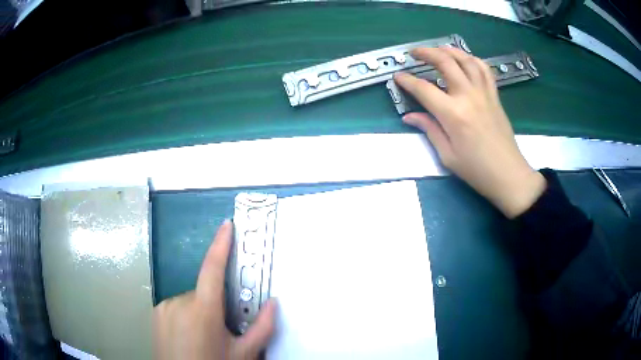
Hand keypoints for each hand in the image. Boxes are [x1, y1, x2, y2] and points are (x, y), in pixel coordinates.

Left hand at [154, 220, 276, 359]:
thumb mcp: (243, 354)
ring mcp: (164, 307)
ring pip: (191, 301)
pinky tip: (188, 336)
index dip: (221, 244)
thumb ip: (262, 329)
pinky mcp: (156, 314)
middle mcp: (179, 302)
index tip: (227, 225)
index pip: (212, 269)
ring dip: (201, 312)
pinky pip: (177, 307)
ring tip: (204, 338)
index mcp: (203, 310)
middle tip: (223, 330)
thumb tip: (273, 303)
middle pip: (204, 292)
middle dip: (216, 305)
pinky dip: (186, 316)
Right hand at [394, 47, 545, 217]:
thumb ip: (429, 130)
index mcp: (453, 114)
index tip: (398, 77)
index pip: (424, 89)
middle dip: (426, 53)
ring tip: (439, 49)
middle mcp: (468, 96)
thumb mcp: (447, 155)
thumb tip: (410, 116)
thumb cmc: (476, 170)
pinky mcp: (494, 96)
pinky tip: (465, 59)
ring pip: (466, 60)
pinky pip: (484, 70)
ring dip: (450, 50)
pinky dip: (473, 59)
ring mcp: (484, 93)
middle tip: (415, 53)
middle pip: (445, 63)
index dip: (407, 81)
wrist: (508, 174)